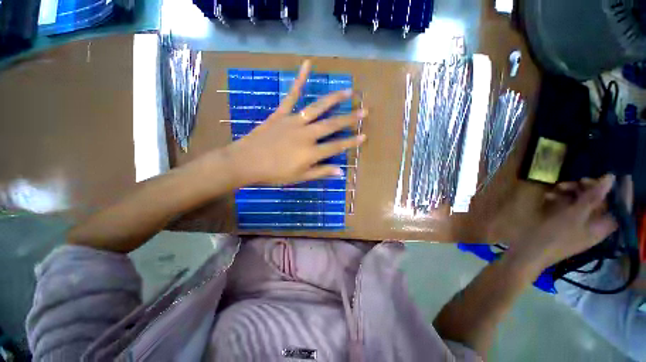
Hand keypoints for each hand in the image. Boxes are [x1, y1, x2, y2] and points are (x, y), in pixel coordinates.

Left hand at [223, 60, 366, 184]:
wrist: (246, 162)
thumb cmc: (274, 174)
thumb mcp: (299, 178)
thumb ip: (321, 172)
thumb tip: (341, 172)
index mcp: (311, 152)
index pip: (337, 146)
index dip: (351, 142)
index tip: (364, 135)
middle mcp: (307, 134)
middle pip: (332, 125)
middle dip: (349, 118)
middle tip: (364, 111)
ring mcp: (294, 121)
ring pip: (318, 108)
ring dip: (334, 99)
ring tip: (348, 91)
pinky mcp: (282, 114)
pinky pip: (292, 95)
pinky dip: (299, 79)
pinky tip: (308, 64)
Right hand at [508, 174, 631, 270]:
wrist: (528, 252)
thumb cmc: (554, 236)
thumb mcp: (573, 216)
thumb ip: (592, 197)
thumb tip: (611, 177)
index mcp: (602, 226)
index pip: (621, 207)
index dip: (623, 191)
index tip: (618, 175)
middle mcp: (593, 224)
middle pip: (600, 201)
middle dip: (590, 188)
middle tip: (578, 180)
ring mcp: (577, 223)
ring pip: (582, 201)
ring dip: (572, 192)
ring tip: (557, 187)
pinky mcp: (563, 222)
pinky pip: (567, 206)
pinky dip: (560, 199)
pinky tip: (548, 196)